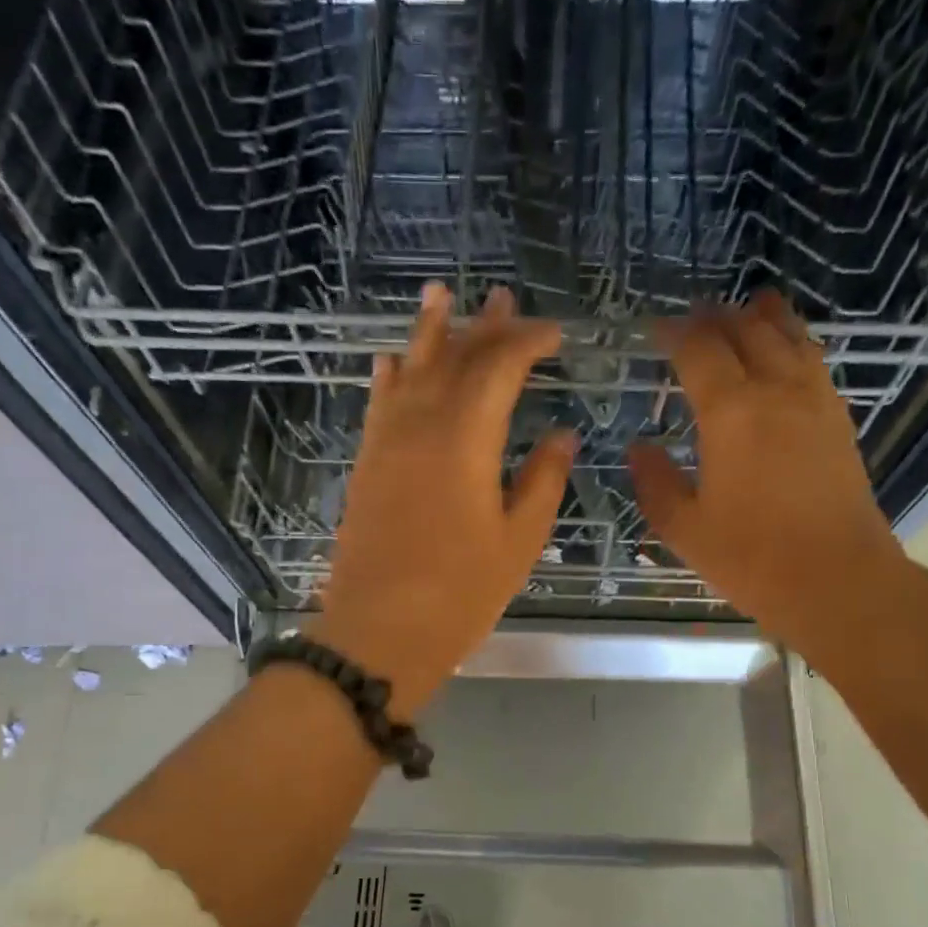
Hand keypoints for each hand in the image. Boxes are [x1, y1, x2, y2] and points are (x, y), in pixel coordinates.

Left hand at [311, 283, 574, 715]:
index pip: (499, 368)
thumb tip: (562, 436)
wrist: (379, 632)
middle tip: (504, 298)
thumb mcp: (518, 542)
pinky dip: (389, 377)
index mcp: (466, 439)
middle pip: (453, 359)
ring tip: (440, 294)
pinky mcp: (365, 466)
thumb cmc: (460, 594)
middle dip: (483, 327)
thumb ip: (542, 481)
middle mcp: (421, 425)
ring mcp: (386, 443)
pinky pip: (378, 405)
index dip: (528, 343)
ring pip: (409, 371)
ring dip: (429, 333)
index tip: (555, 336)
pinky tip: (391, 361)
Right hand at [630, 290, 909, 671]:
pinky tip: (788, 352)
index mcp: (730, 412)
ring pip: (790, 336)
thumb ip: (655, 483)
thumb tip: (639, 448)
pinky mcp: (839, 420)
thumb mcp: (684, 528)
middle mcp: (776, 390)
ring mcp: (815, 401)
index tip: (654, 329)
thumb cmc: (751, 558)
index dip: (674, 332)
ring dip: (764, 317)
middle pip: (747, 330)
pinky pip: (814, 361)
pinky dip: (795, 342)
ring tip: (748, 307)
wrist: (837, 579)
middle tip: (694, 317)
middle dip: (717, 317)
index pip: (698, 349)